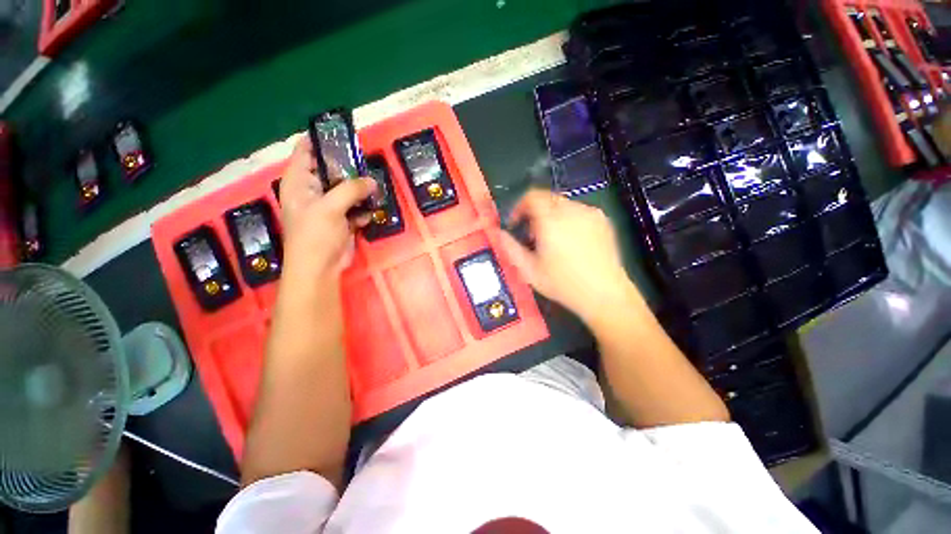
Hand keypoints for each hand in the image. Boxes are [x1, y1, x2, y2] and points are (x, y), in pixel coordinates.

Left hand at [278, 136, 375, 282]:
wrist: (320, 268)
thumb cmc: (315, 235)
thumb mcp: (330, 207)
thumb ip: (351, 190)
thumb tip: (371, 181)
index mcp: (298, 182)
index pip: (305, 151)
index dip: (320, 139)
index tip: (342, 133)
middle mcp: (312, 191)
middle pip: (330, 169)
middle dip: (349, 167)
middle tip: (367, 162)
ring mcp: (328, 206)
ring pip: (346, 189)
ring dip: (360, 190)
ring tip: (374, 189)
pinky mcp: (341, 220)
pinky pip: (355, 208)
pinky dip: (362, 210)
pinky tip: (367, 215)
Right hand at [500, 190, 638, 322]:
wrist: (605, 294)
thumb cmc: (563, 284)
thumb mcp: (529, 271)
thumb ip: (510, 248)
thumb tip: (499, 233)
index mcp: (551, 221)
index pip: (532, 196)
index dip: (519, 206)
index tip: (516, 223)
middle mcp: (572, 210)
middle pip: (547, 198)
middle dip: (534, 212)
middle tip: (532, 235)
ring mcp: (591, 214)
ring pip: (563, 204)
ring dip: (551, 215)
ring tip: (552, 240)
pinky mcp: (603, 221)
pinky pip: (579, 211)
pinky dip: (568, 219)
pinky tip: (570, 241)